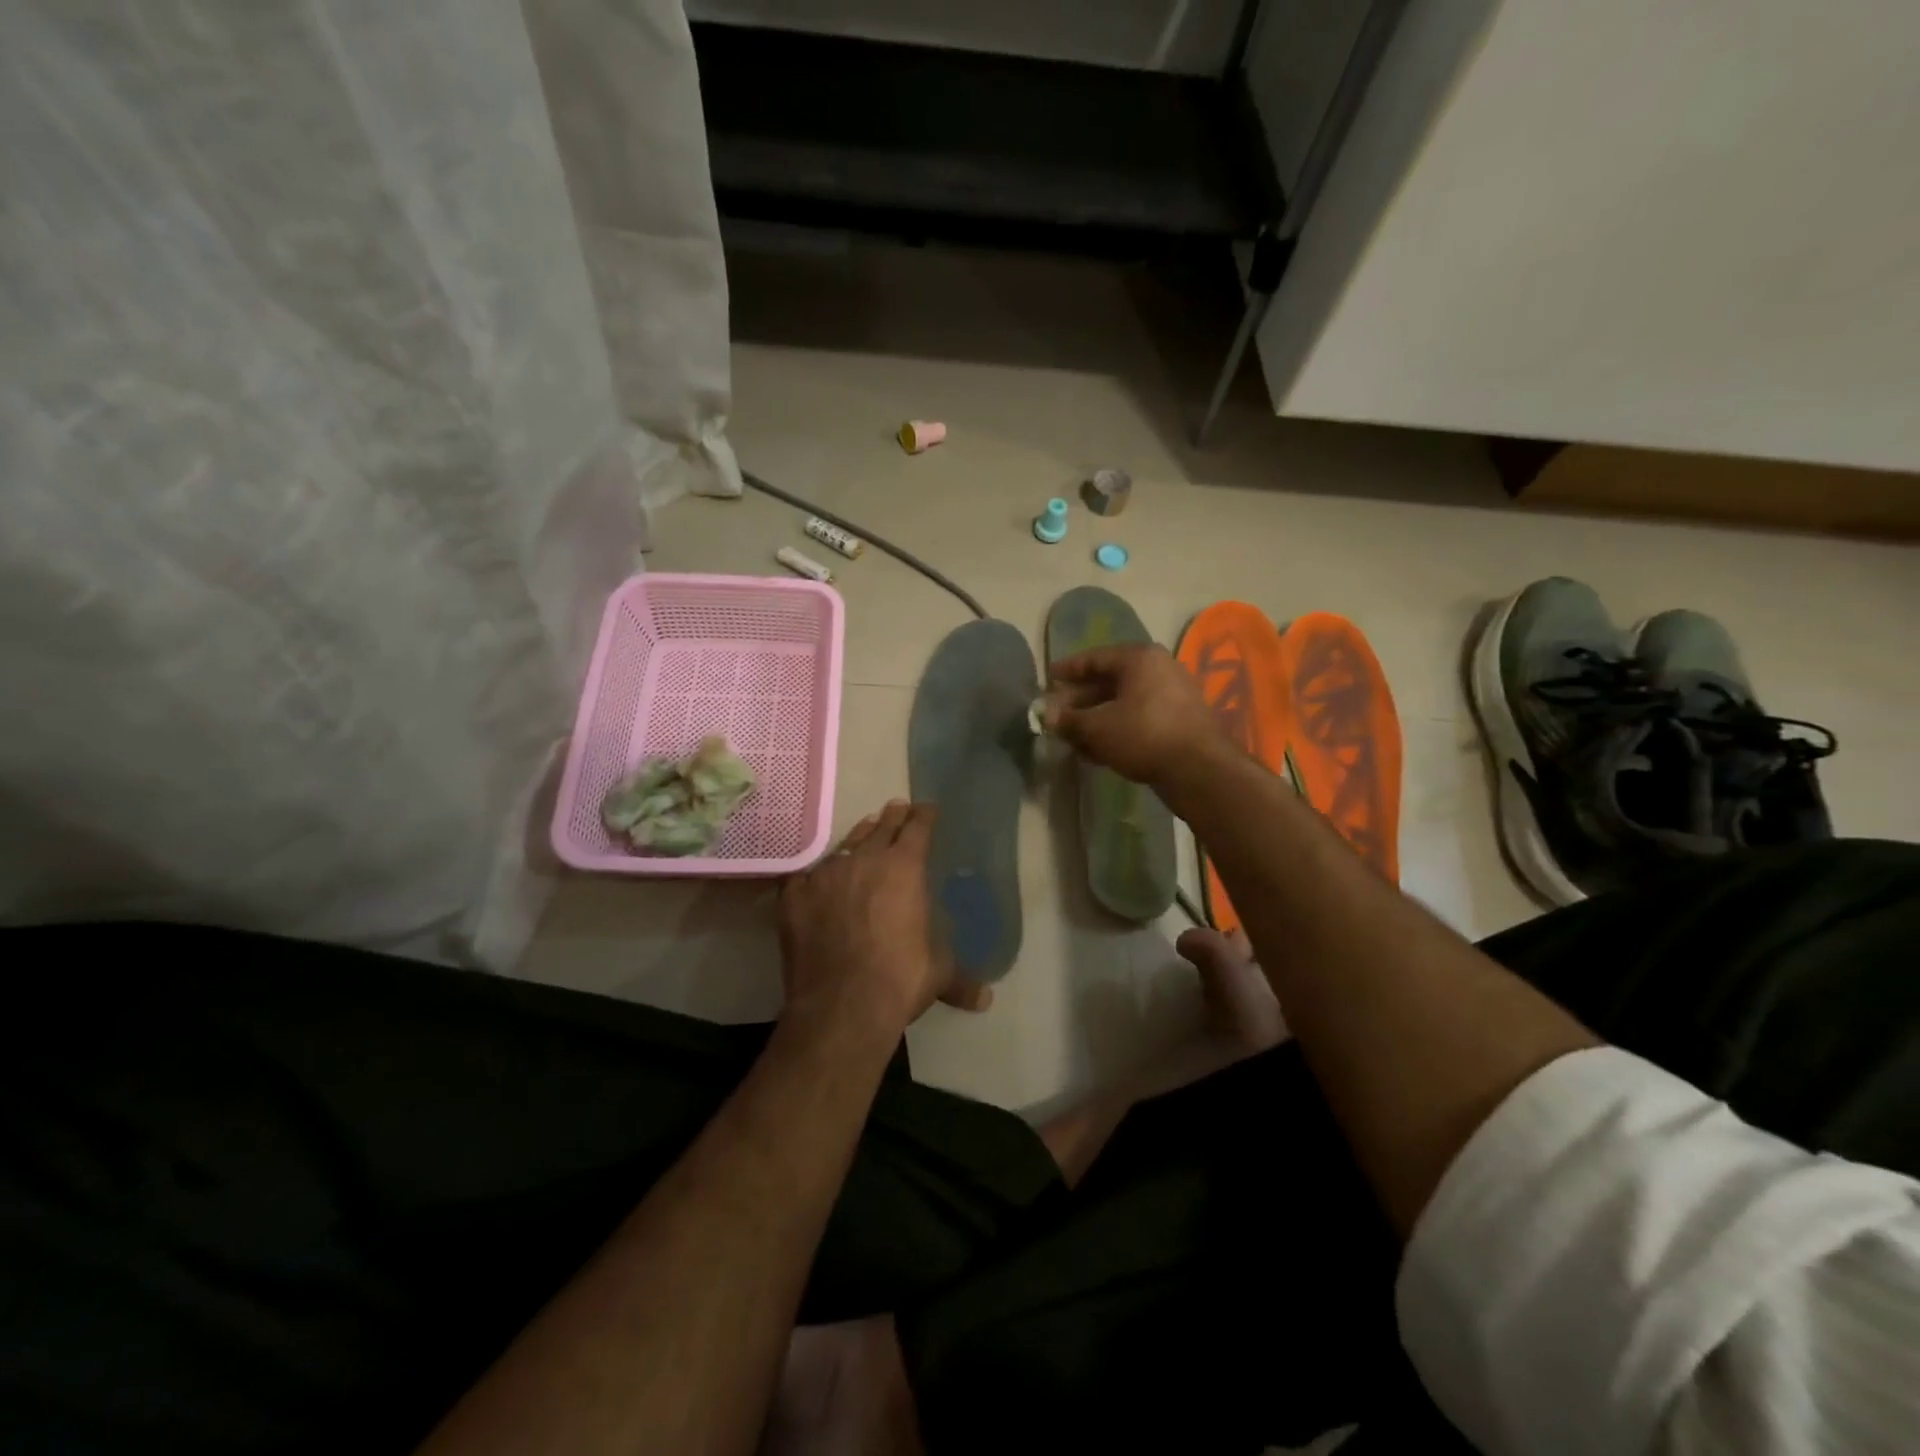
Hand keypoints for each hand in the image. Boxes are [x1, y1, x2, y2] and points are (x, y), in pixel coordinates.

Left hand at [778, 800, 990, 1032]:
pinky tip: (816, 874)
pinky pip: (806, 873)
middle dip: (893, 817)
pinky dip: (816, 871)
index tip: (927, 809)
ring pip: (845, 844)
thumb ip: (960, 979)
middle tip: (897, 808)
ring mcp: (826, 875)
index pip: (918, 828)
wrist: (841, 1005)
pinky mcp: (795, 896)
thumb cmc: (900, 979)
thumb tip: (986, 1000)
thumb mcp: (938, 974)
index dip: (924, 816)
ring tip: (865, 830)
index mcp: (904, 868)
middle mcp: (864, 861)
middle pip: (881, 827)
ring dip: (858, 837)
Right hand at [1045, 644, 1226, 787]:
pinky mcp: (1179, 722)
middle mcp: (1159, 669)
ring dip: (1096, 718)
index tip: (1049, 677)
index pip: (1095, 658)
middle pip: (1110, 681)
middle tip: (1057, 712)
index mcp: (1140, 658)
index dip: (1069, 669)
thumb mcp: (1097, 727)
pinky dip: (1116, 729)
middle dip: (1081, 699)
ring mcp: (1173, 696)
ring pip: (1124, 703)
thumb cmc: (1143, 735)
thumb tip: (1046, 717)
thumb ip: (1069, 720)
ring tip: (1072, 736)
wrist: (1199, 769)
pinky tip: (1096, 750)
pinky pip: (1139, 719)